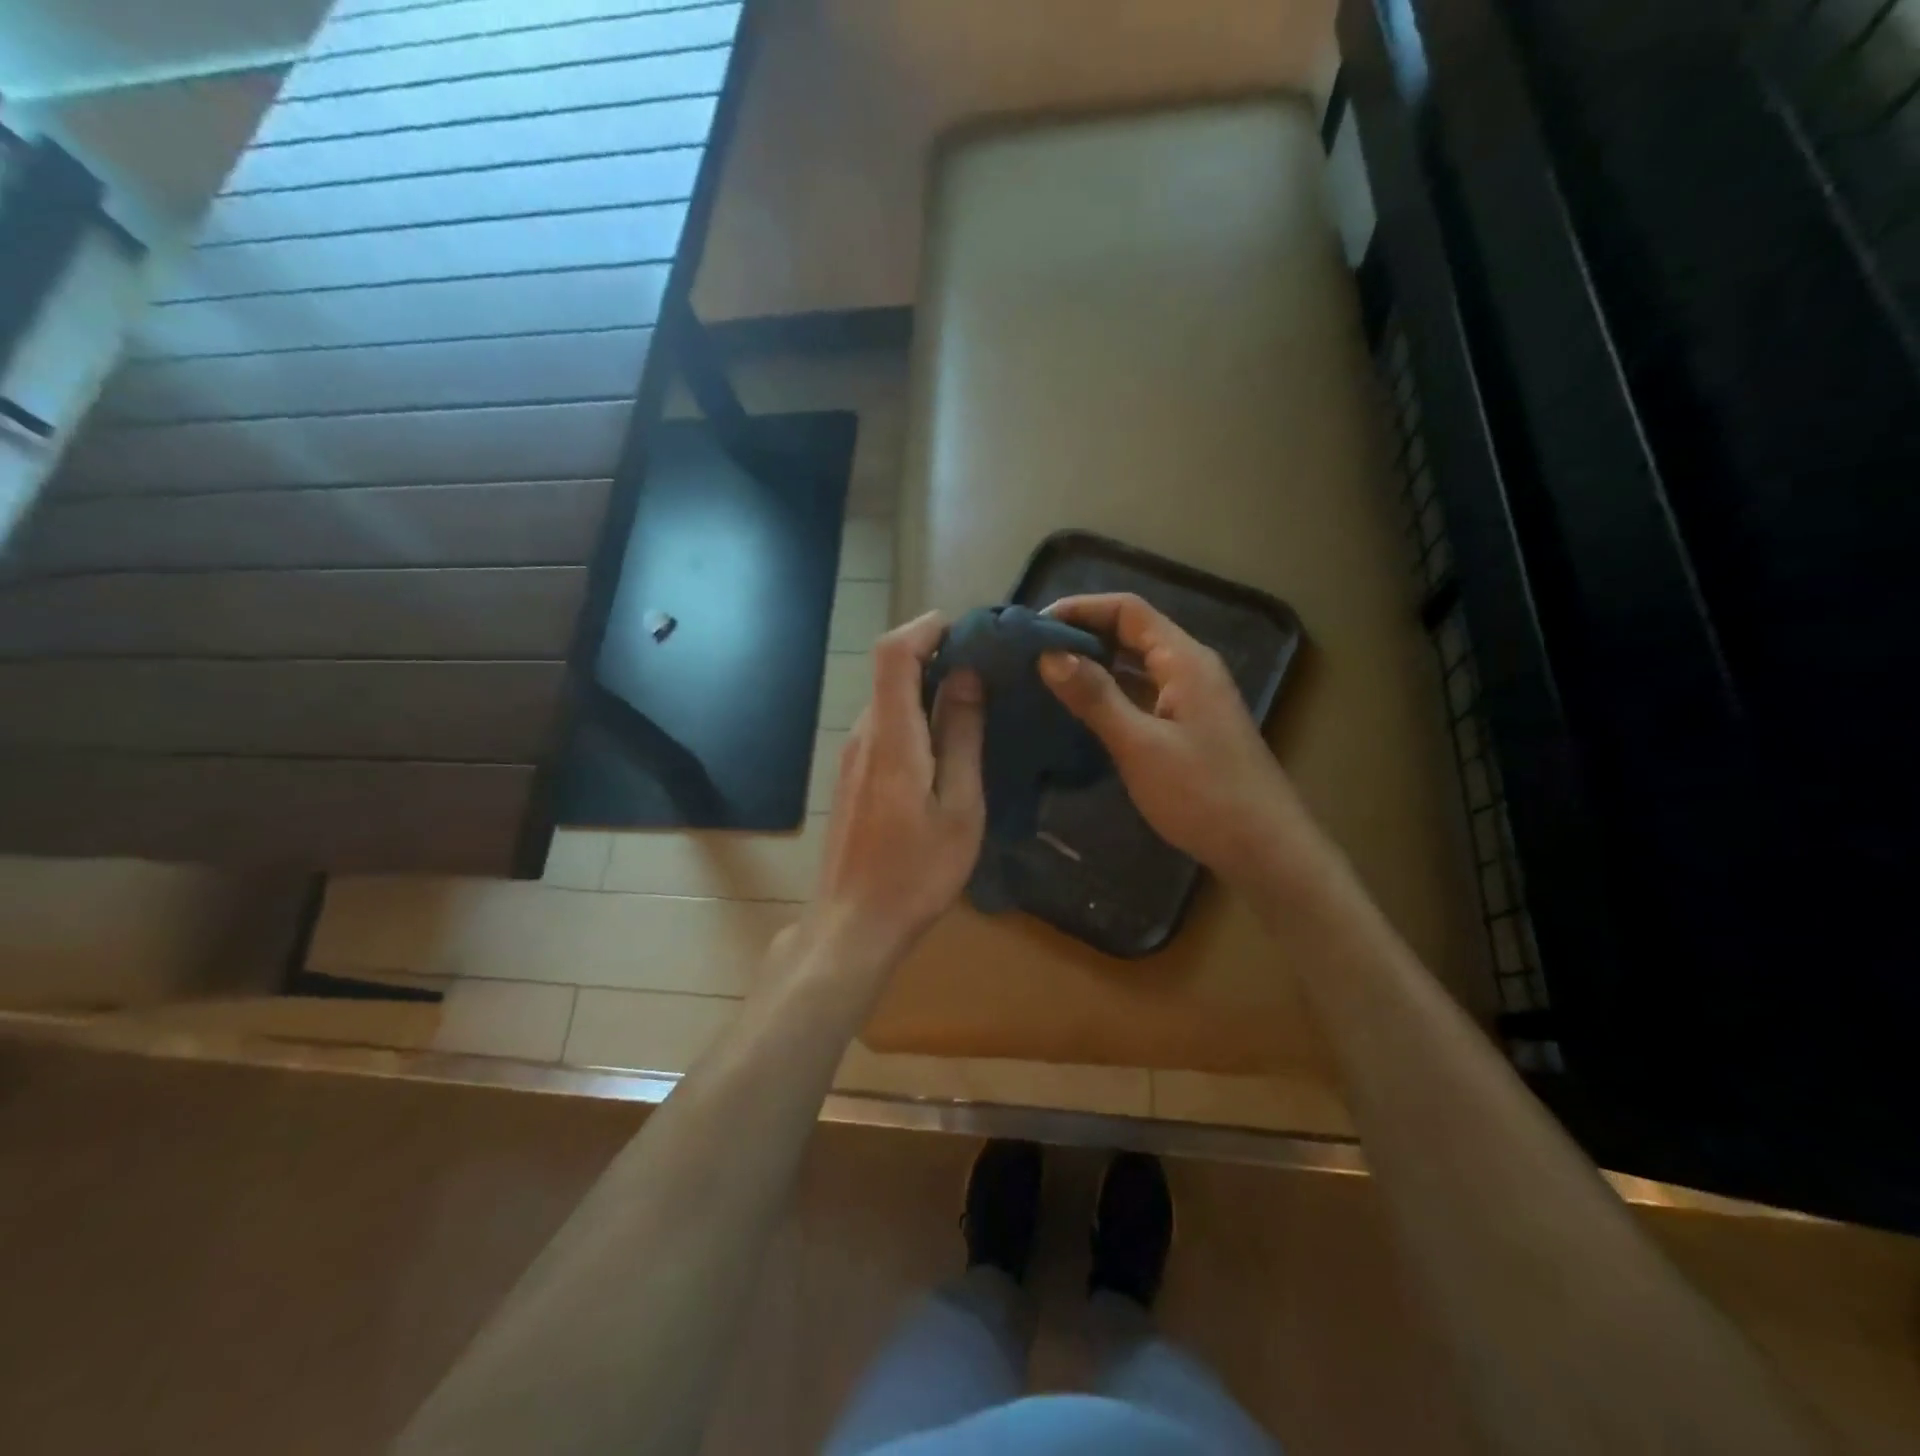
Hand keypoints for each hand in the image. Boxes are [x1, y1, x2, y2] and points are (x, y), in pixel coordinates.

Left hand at [807, 612, 985, 968]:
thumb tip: (965, 677)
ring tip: (976, 702)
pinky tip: (945, 744)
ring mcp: (851, 758)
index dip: (924, 628)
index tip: (966, 629)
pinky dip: (914, 717)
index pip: (893, 654)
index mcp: (891, 738)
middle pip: (891, 673)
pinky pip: (884, 728)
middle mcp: (863, 736)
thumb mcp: (958, 807)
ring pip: (888, 702)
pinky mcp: (851, 779)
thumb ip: (961, 737)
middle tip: (987, 667)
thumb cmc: (917, 872)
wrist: (854, 925)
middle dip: (935, 657)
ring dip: (927, 689)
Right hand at [1040, 593, 1317, 886]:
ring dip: (1095, 664)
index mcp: (1184, 660)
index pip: (1128, 610)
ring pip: (1136, 665)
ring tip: (1046, 676)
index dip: (1080, 608)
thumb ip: (1095, 697)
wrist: (1265, 849)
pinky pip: (1142, 693)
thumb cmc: (1203, 794)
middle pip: (1132, 633)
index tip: (1034, 626)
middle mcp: (1190, 669)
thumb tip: (1049, 654)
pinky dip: (1111, 693)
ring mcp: (1191, 699)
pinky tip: (1081, 711)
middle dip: (1083, 635)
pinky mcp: (1188, 726)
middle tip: (1032, 652)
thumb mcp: (1140, 745)